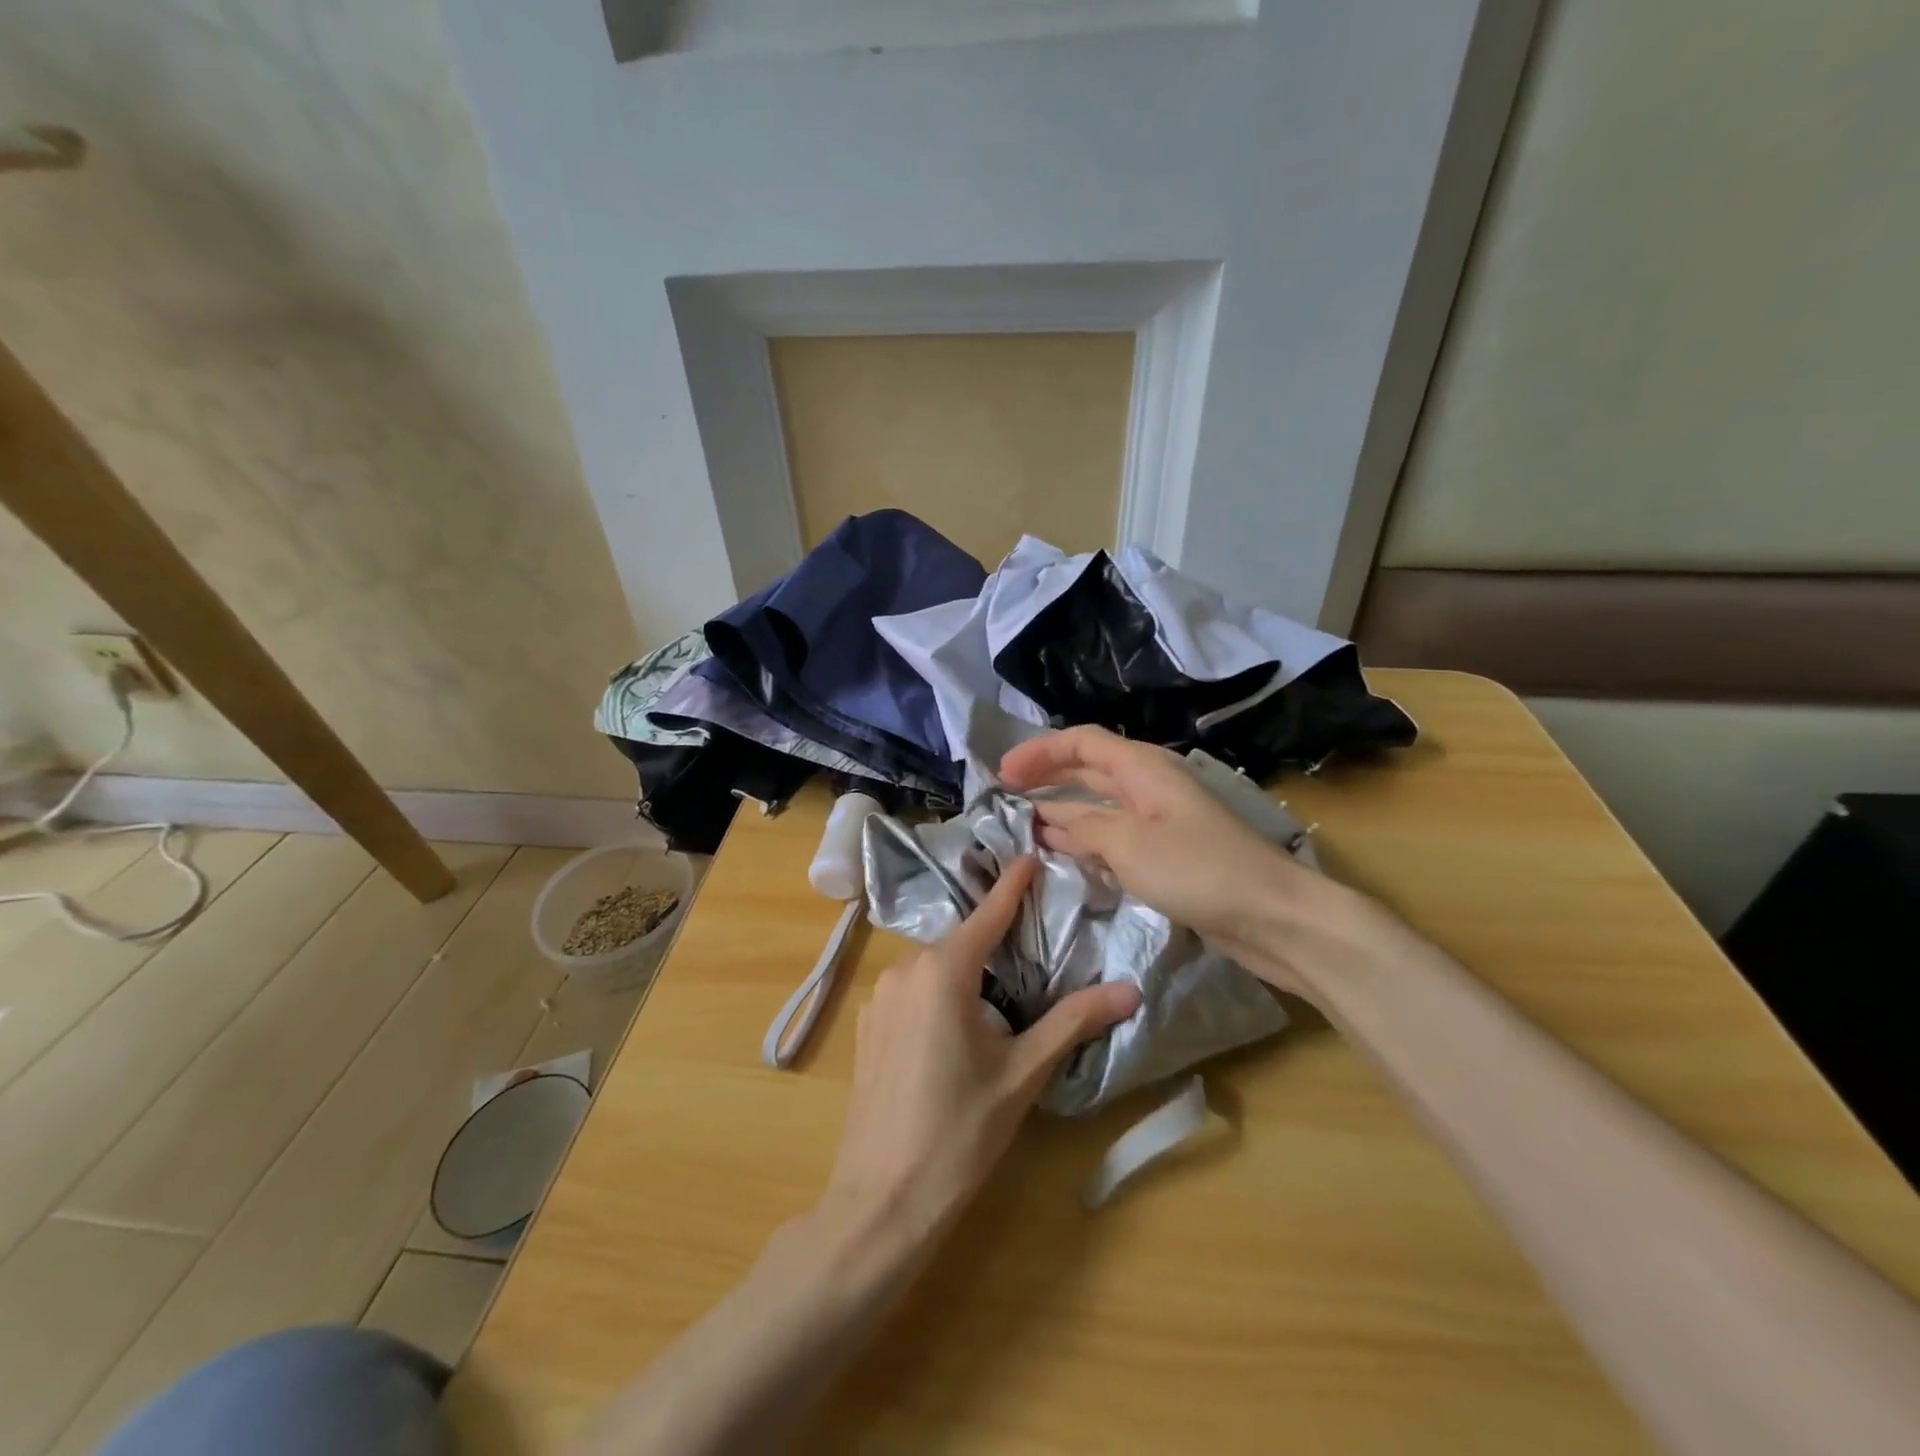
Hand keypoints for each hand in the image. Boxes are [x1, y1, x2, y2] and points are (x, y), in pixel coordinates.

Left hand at [819, 855, 1140, 1244]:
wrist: (881, 1201)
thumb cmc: (960, 1133)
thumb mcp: (1023, 1074)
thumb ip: (1073, 1022)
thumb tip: (1130, 990)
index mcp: (942, 972)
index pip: (987, 914)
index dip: (1012, 885)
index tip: (1030, 856)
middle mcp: (904, 971)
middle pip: (960, 943)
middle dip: (994, 941)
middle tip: (1031, 950)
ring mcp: (879, 999)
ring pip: (933, 969)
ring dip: (965, 973)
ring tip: (998, 1000)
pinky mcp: (866, 1027)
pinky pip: (911, 993)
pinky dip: (938, 996)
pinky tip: (953, 1035)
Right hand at [999, 726, 1365, 993]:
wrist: (1270, 914)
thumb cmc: (1197, 868)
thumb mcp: (1128, 843)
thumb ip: (1084, 828)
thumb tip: (1052, 823)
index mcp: (1142, 768)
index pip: (1082, 742)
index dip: (1039, 752)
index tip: (1002, 774)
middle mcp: (1149, 785)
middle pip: (1089, 769)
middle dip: (1047, 776)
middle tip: (1005, 793)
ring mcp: (1159, 820)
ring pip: (1099, 805)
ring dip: (1063, 810)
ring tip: (1024, 823)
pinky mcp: (1166, 853)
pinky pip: (1115, 835)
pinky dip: (1086, 839)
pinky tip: (1065, 853)